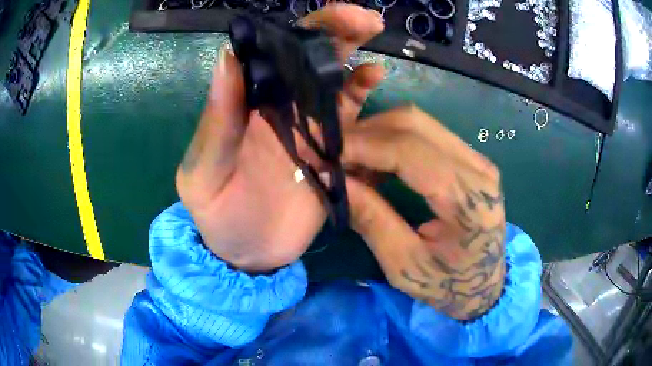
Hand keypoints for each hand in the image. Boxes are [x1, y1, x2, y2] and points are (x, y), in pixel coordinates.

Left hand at [176, 4, 384, 271]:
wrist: (248, 255)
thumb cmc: (218, 217)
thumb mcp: (203, 175)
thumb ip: (216, 123)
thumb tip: (227, 57)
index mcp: (247, 105)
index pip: (273, 53)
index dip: (301, 30)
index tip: (332, 15)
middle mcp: (280, 108)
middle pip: (310, 60)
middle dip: (337, 33)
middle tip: (366, 20)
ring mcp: (310, 130)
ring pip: (335, 83)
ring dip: (355, 59)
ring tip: (374, 43)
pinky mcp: (333, 154)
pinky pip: (352, 119)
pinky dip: (365, 97)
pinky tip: (376, 80)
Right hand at [343, 105, 505, 320]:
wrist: (486, 285)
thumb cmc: (447, 285)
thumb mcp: (404, 265)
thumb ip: (371, 219)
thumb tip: (332, 179)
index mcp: (467, 198)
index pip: (408, 150)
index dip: (361, 145)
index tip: (324, 154)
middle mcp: (477, 167)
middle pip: (414, 122)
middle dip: (366, 131)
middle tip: (334, 155)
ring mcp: (477, 159)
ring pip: (418, 122)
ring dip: (378, 133)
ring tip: (351, 161)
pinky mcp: (470, 160)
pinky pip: (426, 134)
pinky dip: (393, 140)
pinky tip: (375, 164)